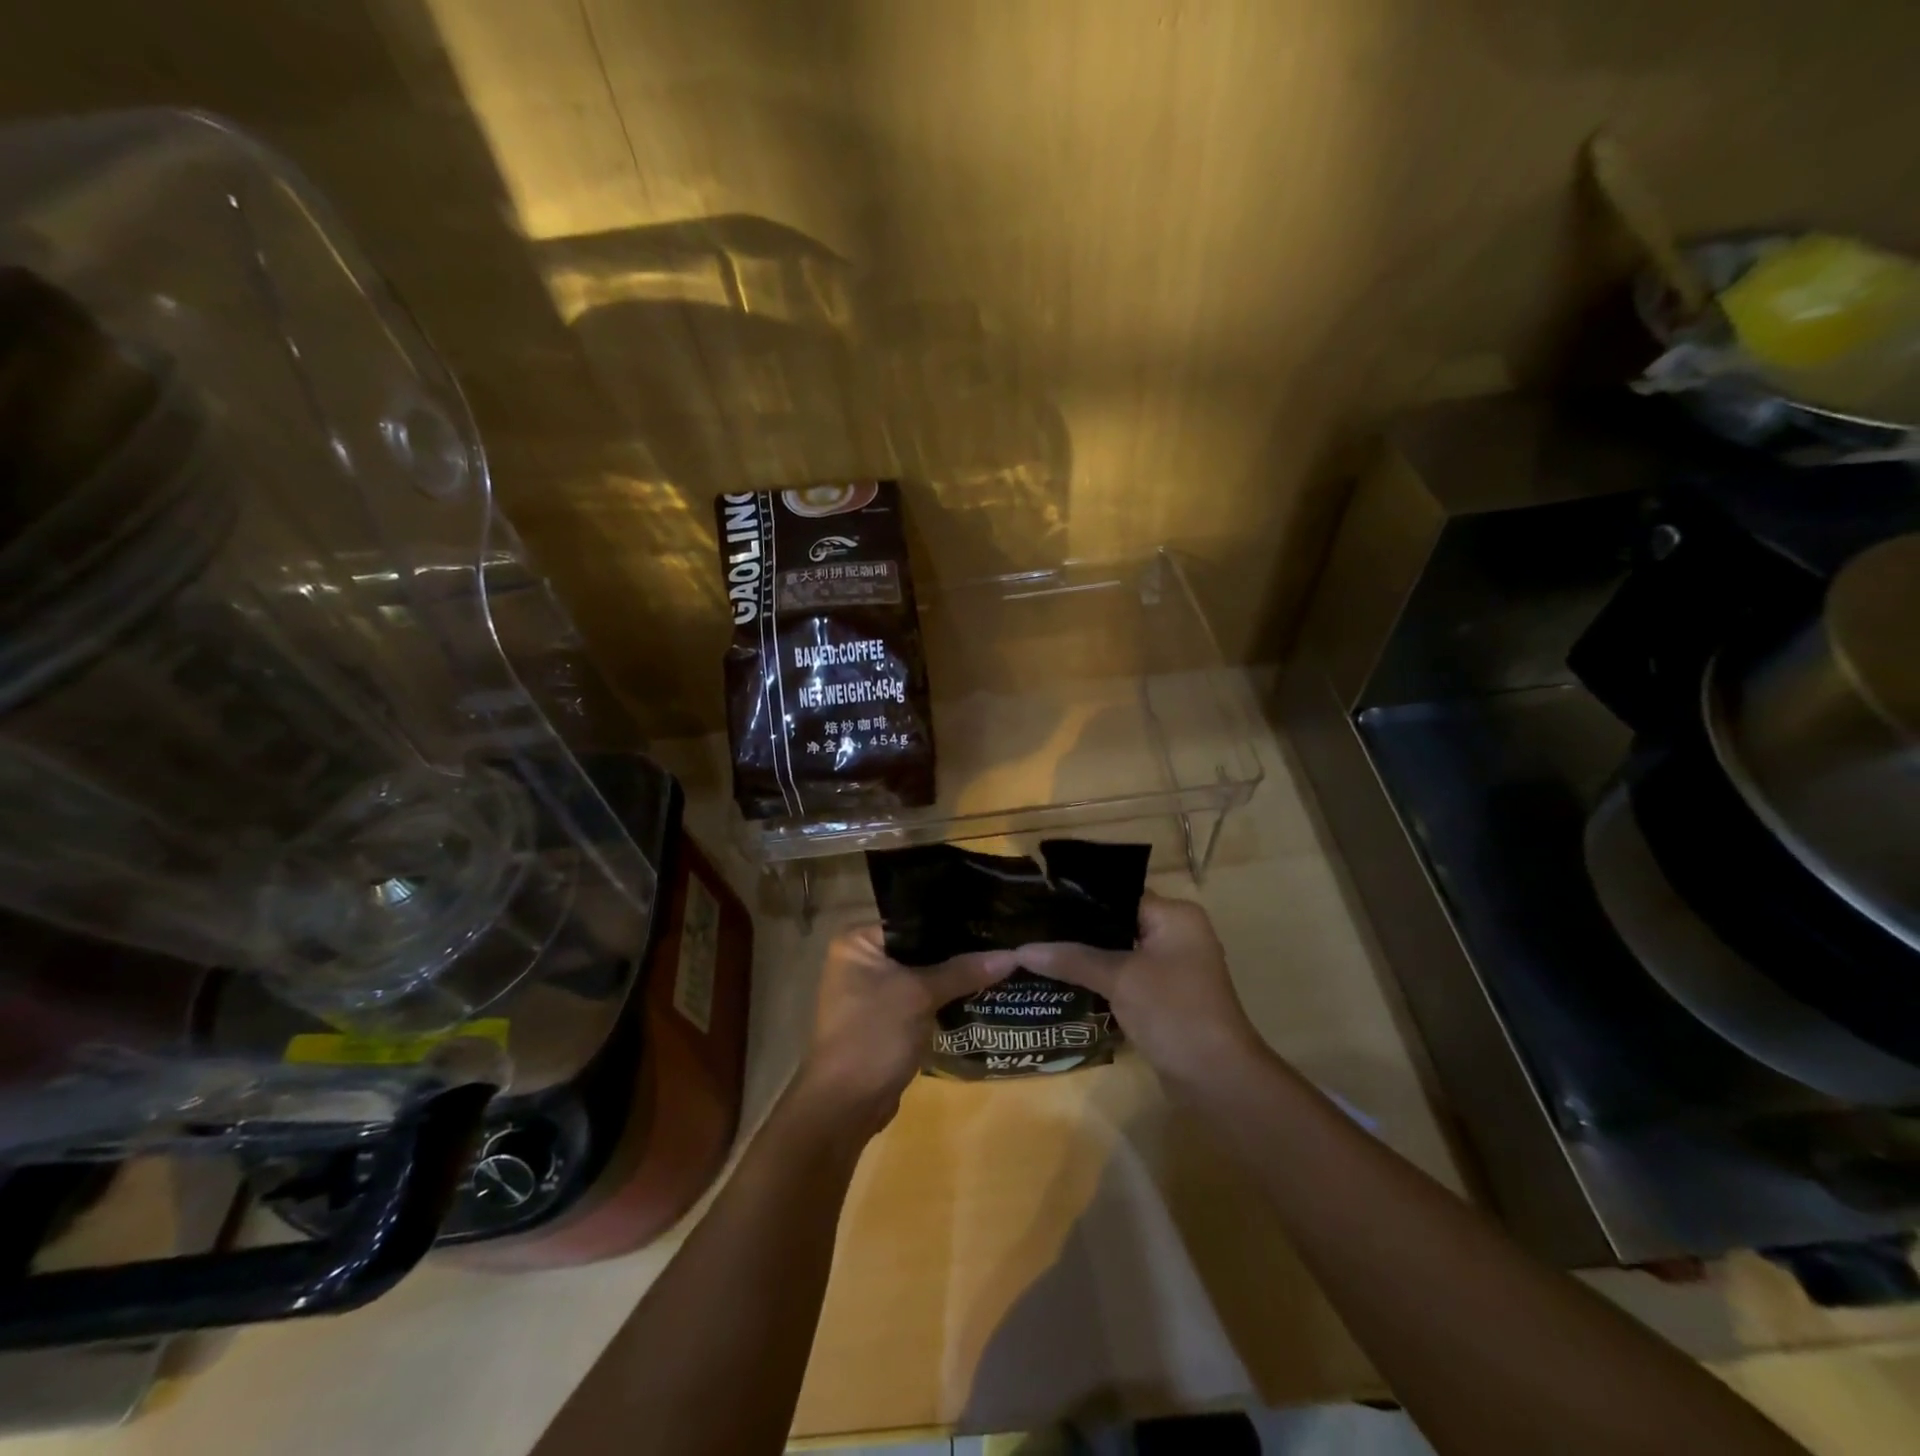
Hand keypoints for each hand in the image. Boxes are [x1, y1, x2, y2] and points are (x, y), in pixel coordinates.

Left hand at [794, 924, 1016, 1133]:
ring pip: (923, 975)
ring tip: (1000, 963)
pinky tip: (981, 992)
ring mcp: (873, 993)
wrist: (846, 1106)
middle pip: (920, 947)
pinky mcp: (887, 1020)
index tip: (991, 917)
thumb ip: (963, 971)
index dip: (952, 920)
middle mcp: (861, 961)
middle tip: (1002, 940)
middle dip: (957, 950)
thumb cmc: (874, 1035)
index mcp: (857, 942)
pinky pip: (922, 999)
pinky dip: (945, 999)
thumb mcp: (919, 995)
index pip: (913, 918)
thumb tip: (1012, 954)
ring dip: (954, 976)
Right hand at [1016, 892, 1263, 1091]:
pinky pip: (1124, 977)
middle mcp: (1175, 934)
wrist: (1217, 1080)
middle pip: (1115, 923)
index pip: (1116, 895)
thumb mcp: (1120, 978)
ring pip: (1117, 952)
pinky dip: (1098, 979)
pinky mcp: (1163, 997)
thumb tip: (1020, 950)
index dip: (1077, 900)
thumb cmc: (1174, 1012)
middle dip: (1076, 931)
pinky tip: (1062, 981)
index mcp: (1174, 916)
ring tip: (1038, 953)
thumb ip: (1072, 958)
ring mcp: (1171, 968)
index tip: (1038, 904)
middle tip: (1031, 930)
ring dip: (1085, 957)